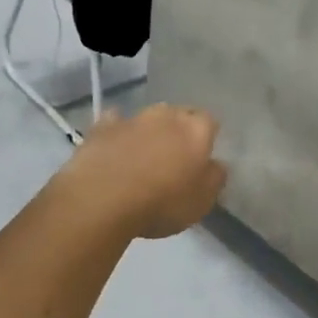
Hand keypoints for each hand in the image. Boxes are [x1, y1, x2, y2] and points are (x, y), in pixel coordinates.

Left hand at [57, 106, 226, 240]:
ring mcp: (132, 119)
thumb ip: (215, 178)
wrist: (102, 199)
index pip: (209, 121)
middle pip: (178, 114)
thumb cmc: (161, 203)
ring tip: (144, 154)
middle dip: (178, 129)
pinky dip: (118, 131)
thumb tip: (216, 164)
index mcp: (195, 131)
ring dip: (149, 131)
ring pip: (147, 118)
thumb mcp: (202, 201)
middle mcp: (166, 116)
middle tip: (175, 154)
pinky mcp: (101, 127)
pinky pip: (115, 122)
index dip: (207, 136)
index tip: (202, 154)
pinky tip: (115, 146)